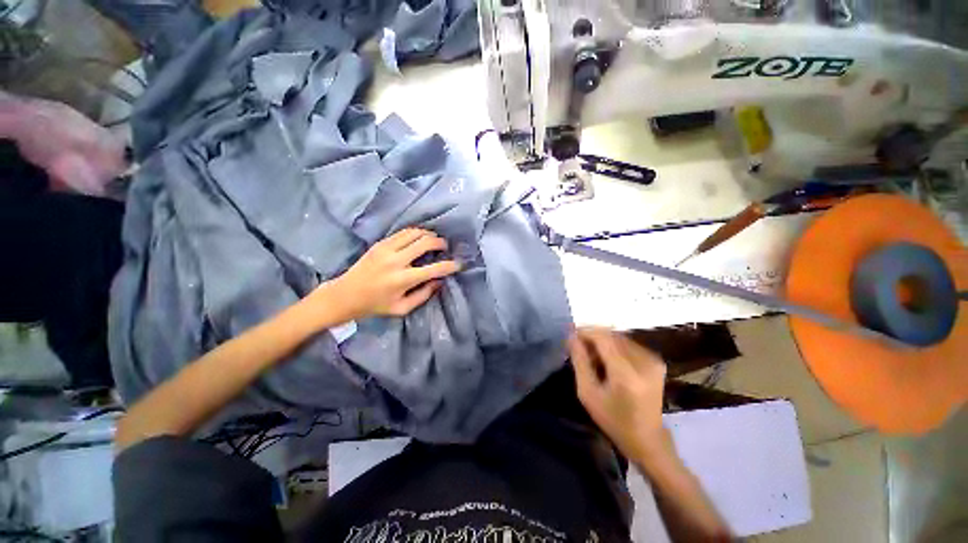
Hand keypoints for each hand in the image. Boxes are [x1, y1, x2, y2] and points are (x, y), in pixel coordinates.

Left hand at [326, 228, 459, 320]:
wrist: (345, 294)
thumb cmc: (375, 305)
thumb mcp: (402, 309)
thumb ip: (423, 295)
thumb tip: (439, 281)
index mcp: (403, 280)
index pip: (434, 269)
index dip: (450, 265)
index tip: (458, 264)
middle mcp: (396, 261)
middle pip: (426, 242)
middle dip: (441, 243)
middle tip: (445, 247)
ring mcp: (386, 249)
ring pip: (415, 232)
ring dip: (428, 234)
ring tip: (434, 240)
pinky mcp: (380, 243)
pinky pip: (403, 232)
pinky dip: (415, 232)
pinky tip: (419, 238)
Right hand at [569, 327, 670, 464]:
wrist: (647, 439)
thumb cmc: (613, 420)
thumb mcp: (588, 393)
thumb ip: (580, 361)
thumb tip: (572, 337)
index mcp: (626, 373)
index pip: (603, 337)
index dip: (585, 331)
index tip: (570, 335)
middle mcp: (643, 362)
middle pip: (611, 335)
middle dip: (592, 337)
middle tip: (578, 347)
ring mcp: (653, 360)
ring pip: (619, 338)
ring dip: (603, 342)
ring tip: (592, 356)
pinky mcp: (656, 361)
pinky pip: (628, 344)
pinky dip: (614, 347)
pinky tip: (608, 361)